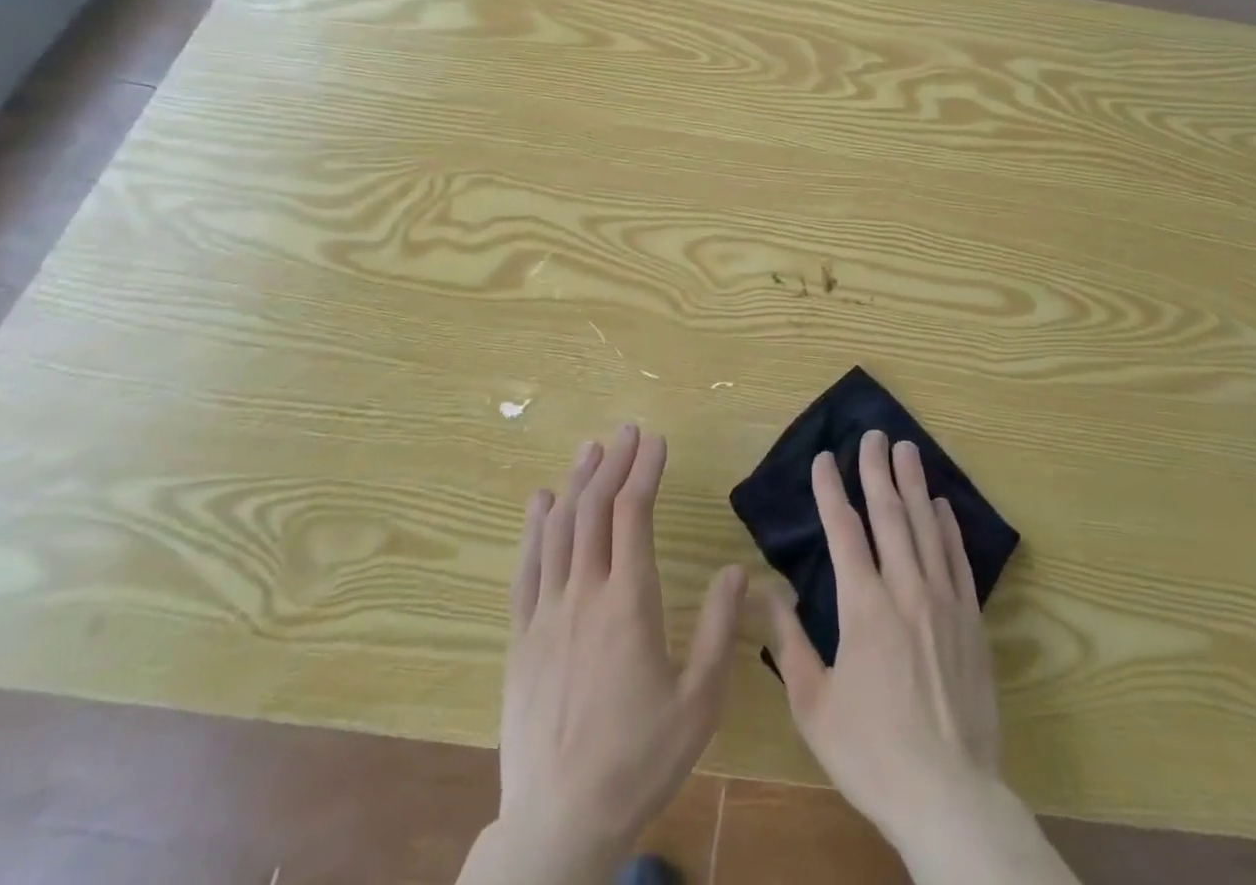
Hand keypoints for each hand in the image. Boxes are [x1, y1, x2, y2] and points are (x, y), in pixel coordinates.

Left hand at [475, 425, 746, 884]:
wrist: (558, 824)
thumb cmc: (638, 762)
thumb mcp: (699, 702)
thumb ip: (718, 630)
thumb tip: (735, 569)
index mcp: (629, 604)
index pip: (633, 515)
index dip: (644, 471)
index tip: (656, 441)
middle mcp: (584, 595)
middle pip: (594, 510)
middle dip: (614, 463)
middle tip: (628, 430)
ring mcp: (546, 614)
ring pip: (559, 529)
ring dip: (576, 481)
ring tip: (591, 448)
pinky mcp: (521, 637)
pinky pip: (527, 568)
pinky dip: (535, 527)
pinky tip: (541, 501)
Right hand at [763, 430, 1003, 846]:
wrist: (950, 797)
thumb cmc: (872, 752)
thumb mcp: (813, 705)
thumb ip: (788, 642)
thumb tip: (764, 591)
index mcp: (863, 607)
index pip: (844, 531)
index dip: (831, 491)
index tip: (824, 458)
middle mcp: (905, 590)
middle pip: (889, 515)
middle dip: (876, 471)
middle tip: (872, 435)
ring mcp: (943, 602)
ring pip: (926, 527)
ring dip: (914, 484)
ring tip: (907, 449)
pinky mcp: (972, 620)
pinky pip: (958, 560)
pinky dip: (949, 527)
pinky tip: (942, 506)